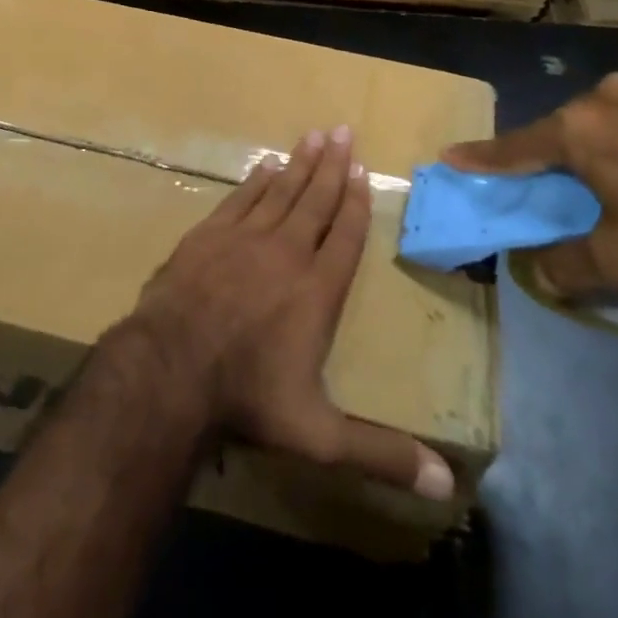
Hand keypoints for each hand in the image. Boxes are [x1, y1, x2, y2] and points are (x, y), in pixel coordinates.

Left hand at [122, 124, 455, 500]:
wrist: (170, 368)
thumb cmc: (248, 397)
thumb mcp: (319, 435)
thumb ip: (379, 453)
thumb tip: (447, 488)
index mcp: (317, 290)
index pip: (344, 236)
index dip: (355, 202)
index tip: (362, 170)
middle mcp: (286, 252)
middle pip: (315, 200)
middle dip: (332, 165)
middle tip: (342, 130)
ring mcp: (244, 238)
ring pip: (279, 190)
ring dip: (299, 162)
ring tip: (313, 134)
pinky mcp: (208, 235)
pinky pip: (239, 198)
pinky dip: (255, 179)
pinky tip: (264, 164)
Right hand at [441, 73, 617, 293]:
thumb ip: (573, 266)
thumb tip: (537, 275)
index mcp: (577, 131)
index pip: (515, 148)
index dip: (481, 156)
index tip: (450, 155)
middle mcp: (603, 97)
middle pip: (564, 129)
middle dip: (559, 155)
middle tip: (569, 184)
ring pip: (608, 116)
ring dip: (607, 142)